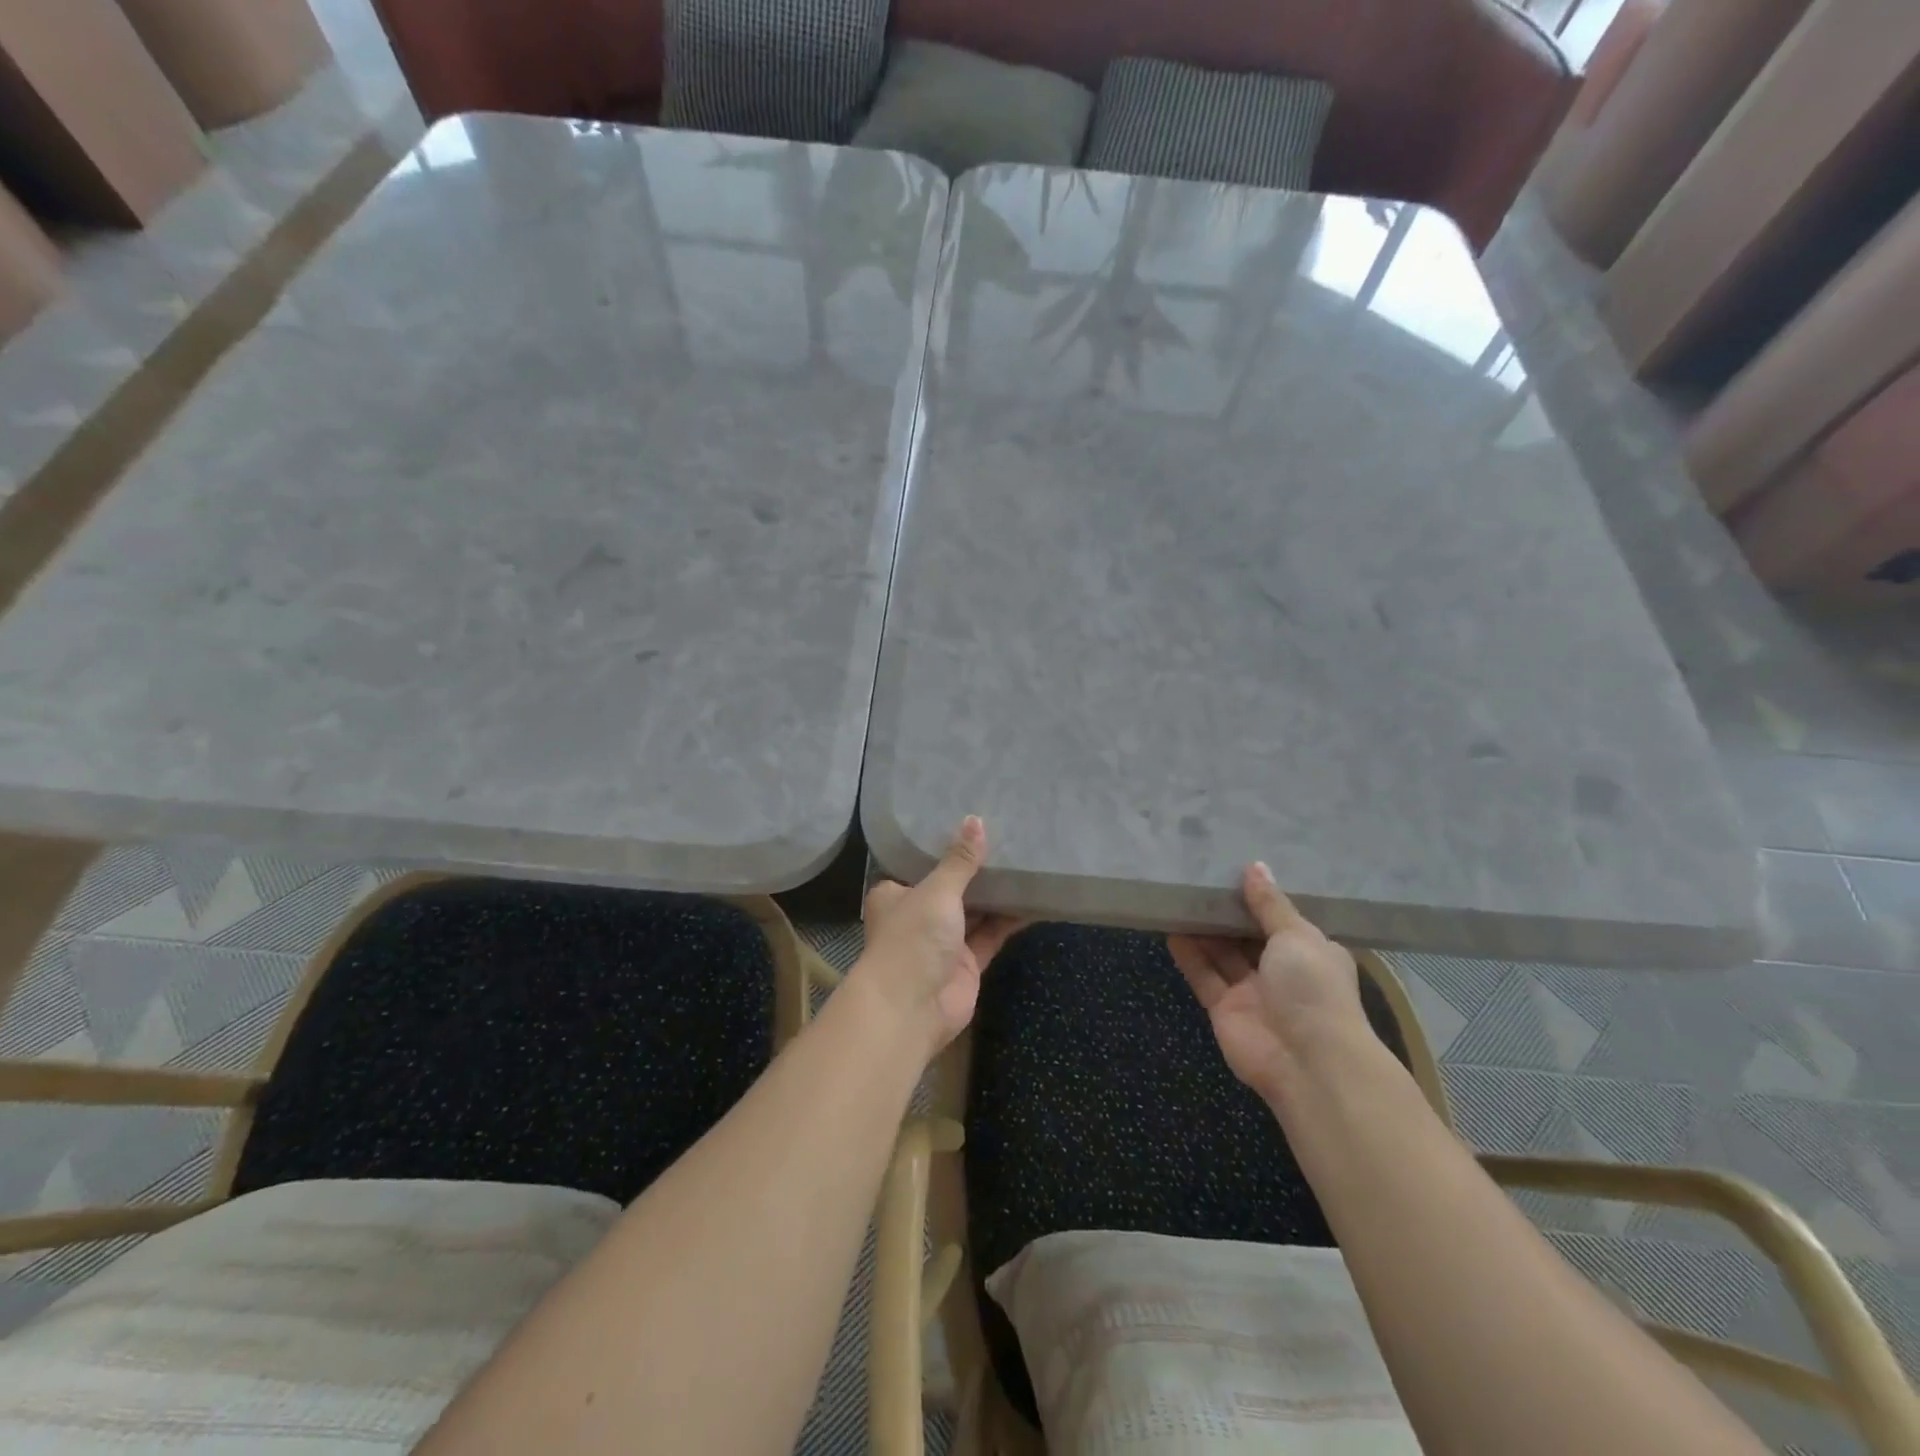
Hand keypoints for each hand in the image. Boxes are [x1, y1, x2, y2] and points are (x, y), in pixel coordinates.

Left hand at [854, 816, 1025, 1058]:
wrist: (910, 1009)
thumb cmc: (912, 938)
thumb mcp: (936, 891)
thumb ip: (960, 861)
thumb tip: (976, 821)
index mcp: (896, 894)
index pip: (920, 864)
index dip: (945, 846)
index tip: (972, 823)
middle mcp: (918, 915)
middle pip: (951, 887)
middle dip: (976, 870)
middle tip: (1008, 837)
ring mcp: (944, 941)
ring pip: (975, 911)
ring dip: (997, 893)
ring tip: (1026, 861)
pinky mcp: (968, 963)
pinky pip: (992, 934)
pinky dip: (1010, 919)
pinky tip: (1034, 899)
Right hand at [1168, 863, 1366, 1105]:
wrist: (1308, 1063)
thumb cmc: (1313, 988)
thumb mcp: (1297, 936)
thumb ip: (1270, 904)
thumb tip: (1254, 867)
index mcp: (1311, 951)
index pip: (1283, 918)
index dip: (1260, 896)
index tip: (1234, 866)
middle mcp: (1283, 971)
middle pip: (1248, 935)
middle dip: (1227, 911)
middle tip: (1198, 876)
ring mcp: (1252, 992)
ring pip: (1223, 954)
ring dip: (1203, 929)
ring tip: (1178, 895)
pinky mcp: (1224, 1009)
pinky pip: (1204, 976)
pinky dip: (1188, 955)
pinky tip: (1170, 929)